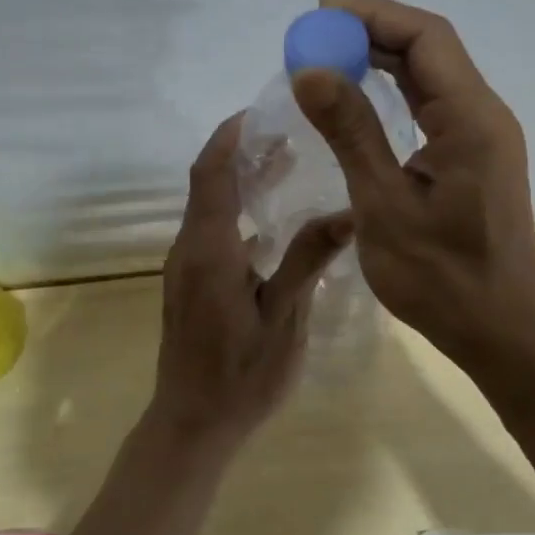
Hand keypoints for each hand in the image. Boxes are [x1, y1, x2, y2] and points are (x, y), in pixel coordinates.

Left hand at [151, 113, 353, 444]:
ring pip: (208, 207)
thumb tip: (349, 211)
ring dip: (240, 181)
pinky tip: (273, 221)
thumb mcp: (284, 318)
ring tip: (286, 163)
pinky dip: (237, 211)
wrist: (192, 423)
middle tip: (286, 132)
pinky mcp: (190, 283)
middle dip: (240, 152)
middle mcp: (189, 249)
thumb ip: (308, 260)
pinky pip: (211, 231)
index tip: (260, 111)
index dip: (230, 136)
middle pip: (208, 183)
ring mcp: (186, 267)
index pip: (211, 173)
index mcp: (209, 249)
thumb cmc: (240, 375)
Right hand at [292, 0, 534, 375]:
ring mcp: (482, 135)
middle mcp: (484, 114)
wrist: (501, 333)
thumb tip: (309, 70)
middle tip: (313, 38)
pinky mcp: (473, 155)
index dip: (371, 15)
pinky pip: (432, 102)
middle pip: (430, 47)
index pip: (425, 37)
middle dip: (371, 31)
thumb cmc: (441, 278)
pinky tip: (359, 95)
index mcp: (471, 119)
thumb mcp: (383, 204)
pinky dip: (393, 88)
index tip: (317, 18)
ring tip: (327, 58)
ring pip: (431, 73)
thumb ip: (350, 132)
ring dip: (381, 57)